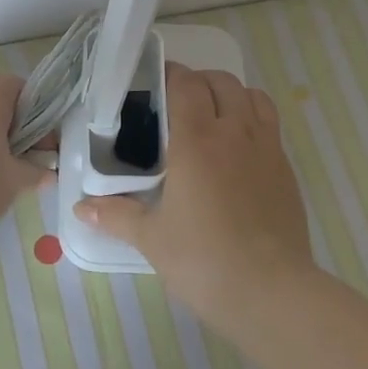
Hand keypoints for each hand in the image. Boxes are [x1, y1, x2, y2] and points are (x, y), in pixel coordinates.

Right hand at [76, 64, 314, 324]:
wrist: (271, 293)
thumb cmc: (203, 260)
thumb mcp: (151, 238)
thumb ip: (115, 215)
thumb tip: (80, 208)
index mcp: (197, 141)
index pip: (186, 84)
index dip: (169, 75)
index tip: (152, 84)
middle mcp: (235, 133)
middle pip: (221, 82)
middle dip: (198, 82)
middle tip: (177, 104)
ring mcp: (267, 149)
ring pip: (253, 97)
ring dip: (231, 96)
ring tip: (212, 118)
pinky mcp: (287, 170)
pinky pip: (270, 126)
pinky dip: (252, 121)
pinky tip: (237, 153)